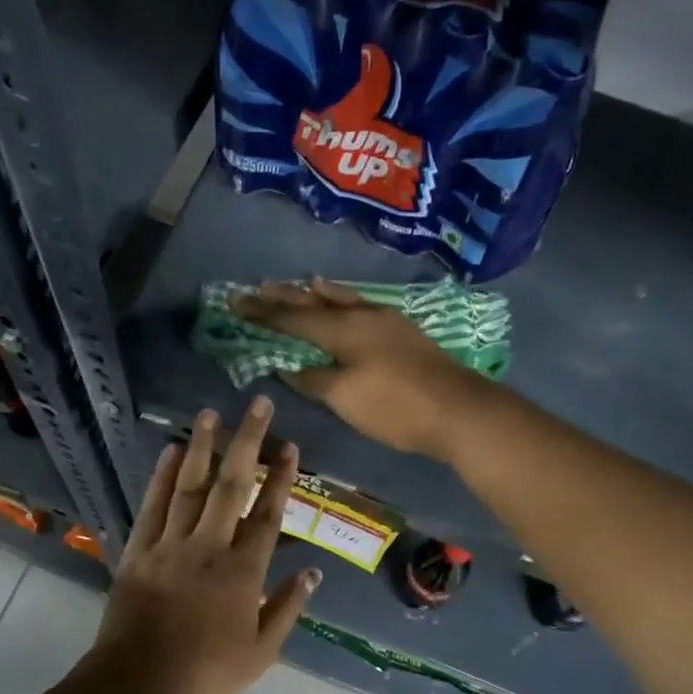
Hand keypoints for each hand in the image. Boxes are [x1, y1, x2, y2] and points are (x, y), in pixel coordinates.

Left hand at [87, 397, 319, 693]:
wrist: (137, 686)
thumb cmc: (205, 674)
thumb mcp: (261, 653)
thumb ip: (287, 608)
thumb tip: (312, 572)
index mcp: (242, 572)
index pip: (268, 515)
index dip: (281, 478)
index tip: (289, 446)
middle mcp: (208, 547)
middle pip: (232, 486)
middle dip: (247, 442)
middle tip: (257, 404)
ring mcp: (170, 545)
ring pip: (189, 487)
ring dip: (203, 447)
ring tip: (211, 413)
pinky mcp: (138, 551)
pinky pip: (152, 506)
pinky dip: (161, 477)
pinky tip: (171, 451)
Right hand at [232, 278, 485, 458]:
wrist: (458, 410)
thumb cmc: (396, 406)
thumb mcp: (346, 398)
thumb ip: (314, 380)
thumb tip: (288, 368)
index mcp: (343, 331)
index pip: (292, 319)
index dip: (261, 312)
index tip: (234, 301)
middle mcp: (361, 316)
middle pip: (314, 303)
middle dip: (282, 297)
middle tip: (254, 288)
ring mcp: (386, 321)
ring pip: (341, 300)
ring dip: (315, 293)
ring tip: (299, 283)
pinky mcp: (403, 332)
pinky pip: (361, 306)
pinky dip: (344, 301)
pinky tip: (347, 303)